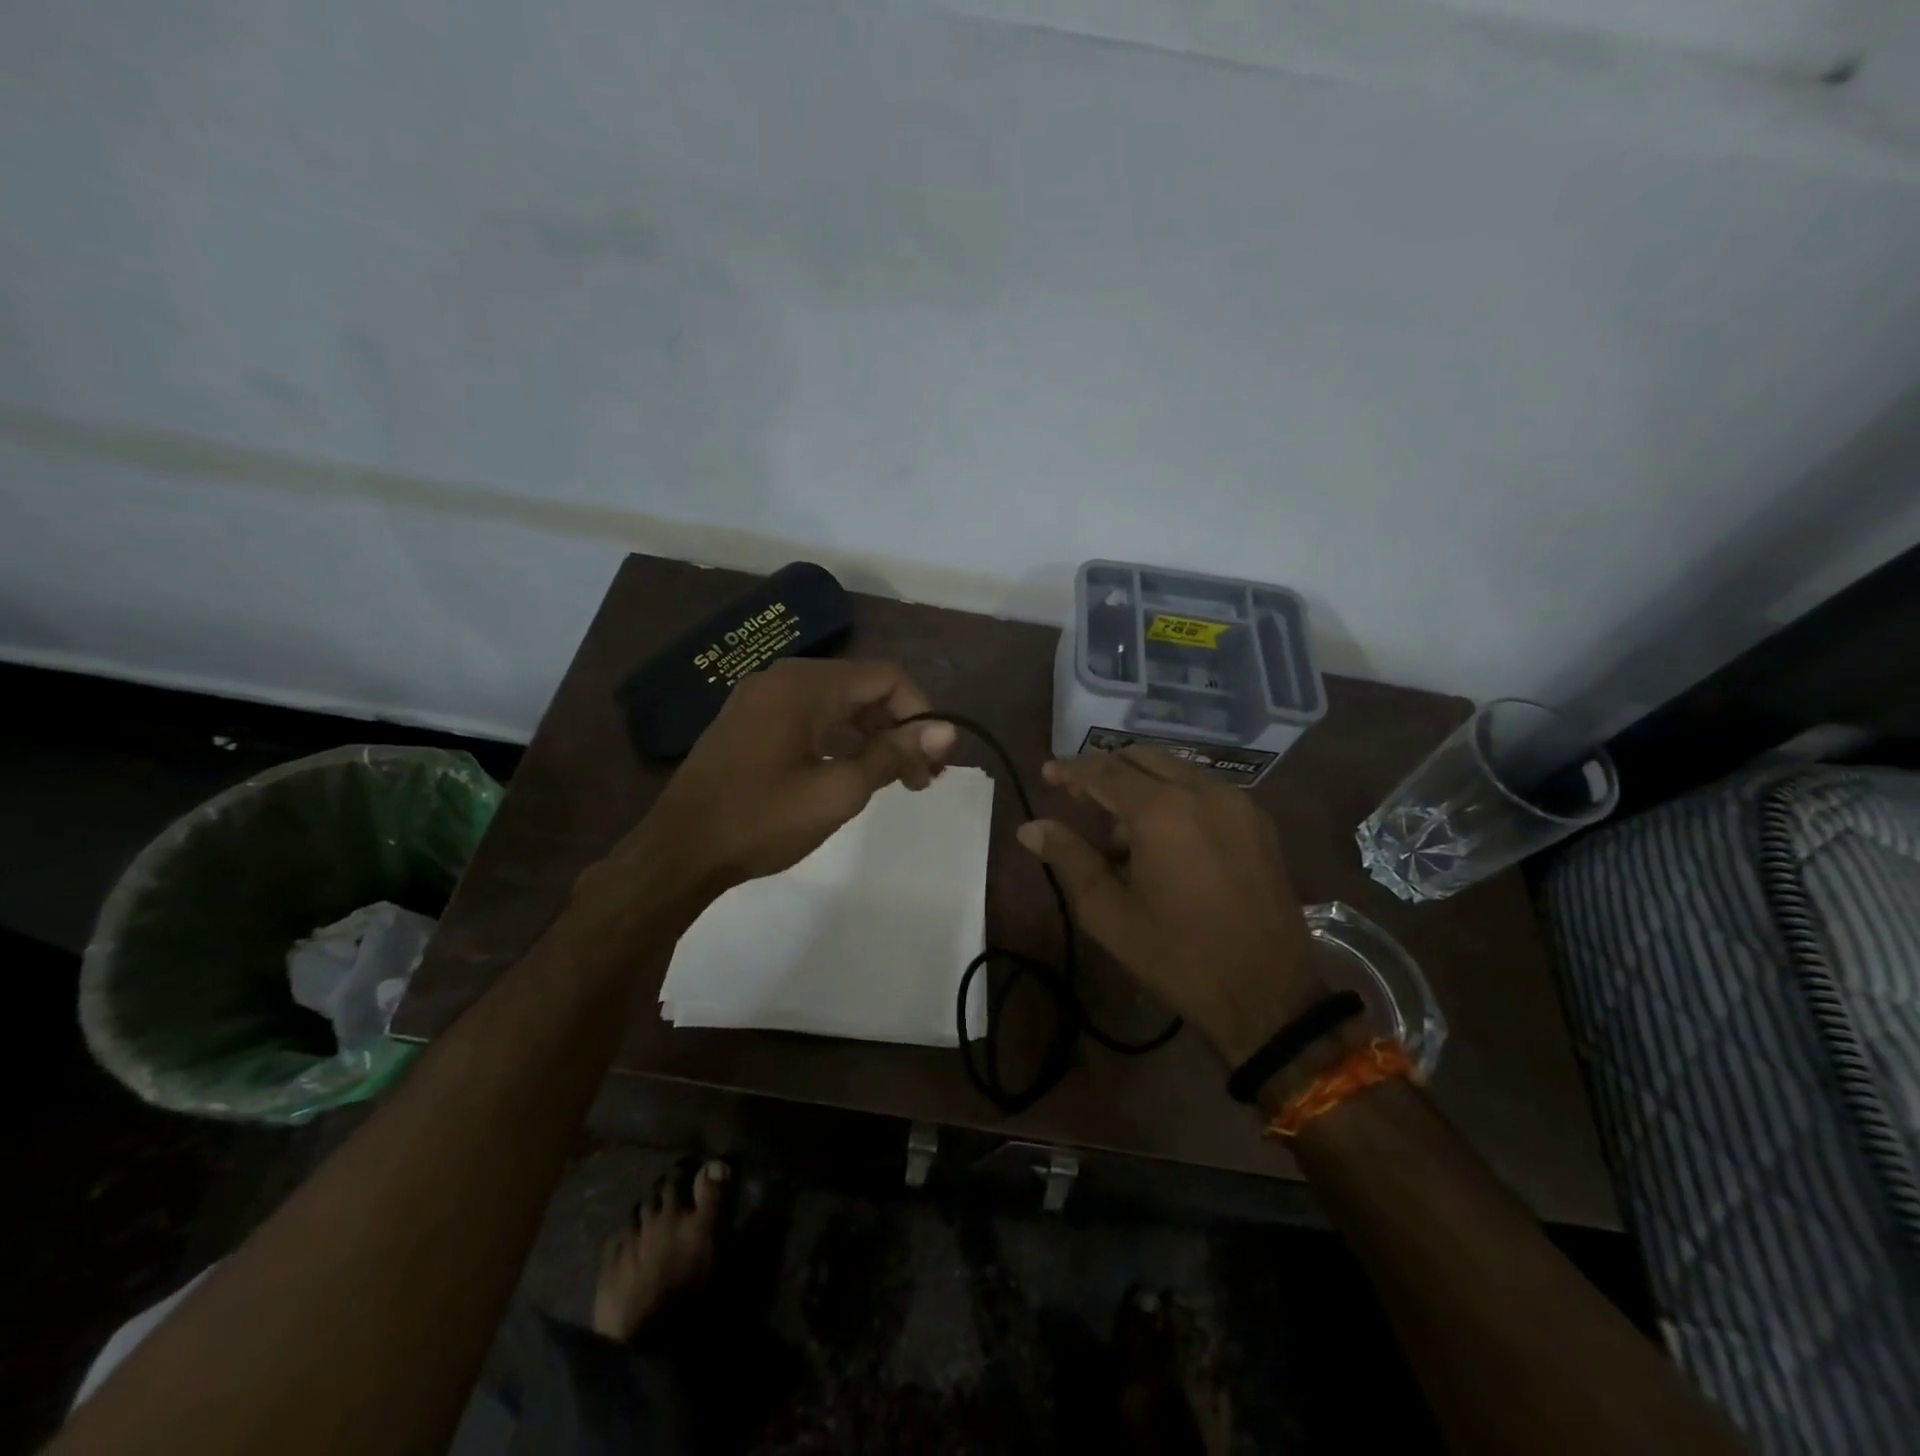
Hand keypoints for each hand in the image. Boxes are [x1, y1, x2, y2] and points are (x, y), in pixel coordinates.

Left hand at [600, 658, 954, 905]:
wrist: (679, 851)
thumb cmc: (762, 820)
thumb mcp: (838, 791)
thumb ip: (893, 754)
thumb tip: (946, 730)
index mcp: (806, 685)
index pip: (887, 678)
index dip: (921, 713)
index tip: (935, 761)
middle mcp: (784, 678)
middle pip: (863, 687)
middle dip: (899, 727)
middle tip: (921, 777)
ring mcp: (762, 698)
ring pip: (837, 703)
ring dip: (871, 735)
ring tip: (894, 780)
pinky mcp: (750, 721)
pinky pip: (809, 716)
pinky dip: (839, 738)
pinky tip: (850, 771)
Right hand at [1017, 747, 1324, 1065]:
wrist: (1268, 994)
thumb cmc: (1177, 956)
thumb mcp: (1109, 912)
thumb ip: (1069, 858)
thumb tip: (1030, 828)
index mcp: (1161, 810)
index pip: (1105, 771)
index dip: (1071, 769)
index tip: (1047, 772)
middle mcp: (1202, 791)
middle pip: (1142, 758)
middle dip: (1106, 770)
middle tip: (1079, 798)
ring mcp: (1237, 803)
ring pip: (1176, 770)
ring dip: (1141, 784)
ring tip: (1119, 830)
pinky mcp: (1259, 822)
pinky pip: (1205, 790)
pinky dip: (1175, 796)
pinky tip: (1163, 837)